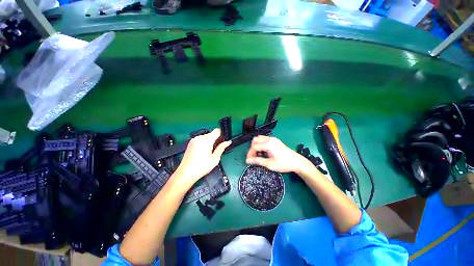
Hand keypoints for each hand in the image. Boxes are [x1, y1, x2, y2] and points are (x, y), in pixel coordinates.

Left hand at [174, 128, 230, 187]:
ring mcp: (194, 140)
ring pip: (206, 137)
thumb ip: (222, 148)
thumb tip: (228, 142)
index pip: (217, 131)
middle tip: (216, 150)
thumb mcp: (215, 158)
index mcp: (206, 140)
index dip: (222, 135)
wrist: (186, 173)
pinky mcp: (191, 143)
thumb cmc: (201, 167)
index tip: (223, 141)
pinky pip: (200, 139)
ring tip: (209, 153)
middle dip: (215, 140)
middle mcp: (199, 138)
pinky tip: (203, 152)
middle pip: (211, 134)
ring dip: (210, 142)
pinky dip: (204, 143)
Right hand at [246, 135, 309, 173]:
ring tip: (258, 155)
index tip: (248, 160)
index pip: (254, 147)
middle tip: (253, 157)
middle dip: (252, 149)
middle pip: (255, 141)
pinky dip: (261, 144)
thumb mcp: (270, 164)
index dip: (249, 154)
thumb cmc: (284, 164)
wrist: (297, 162)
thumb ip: (258, 161)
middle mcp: (270, 139)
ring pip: (259, 139)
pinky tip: (263, 152)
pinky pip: (264, 139)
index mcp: (268, 144)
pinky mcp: (275, 140)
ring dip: (256, 146)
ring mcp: (273, 139)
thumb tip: (248, 160)